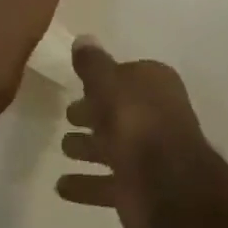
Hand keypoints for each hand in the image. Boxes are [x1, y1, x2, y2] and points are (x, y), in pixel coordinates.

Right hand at [56, 40, 213, 227]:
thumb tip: (83, 39)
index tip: (80, 82)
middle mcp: (155, 117)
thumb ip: (93, 63)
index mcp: (155, 86)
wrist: (167, 187)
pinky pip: (105, 183)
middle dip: (93, 114)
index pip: (126, 74)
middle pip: (117, 111)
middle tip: (69, 114)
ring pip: (110, 147)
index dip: (103, 78)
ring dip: (87, 148)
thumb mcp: (108, 82)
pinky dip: (85, 184)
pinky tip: (61, 186)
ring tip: (63, 147)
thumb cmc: (137, 122)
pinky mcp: (137, 188)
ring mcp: (147, 155)